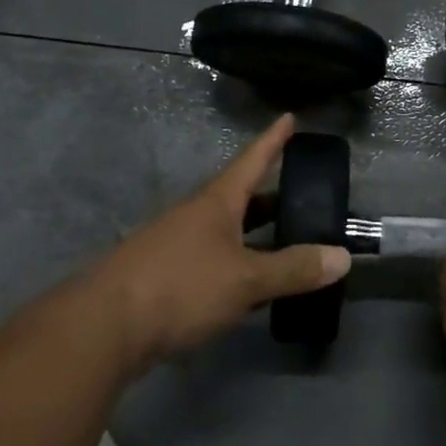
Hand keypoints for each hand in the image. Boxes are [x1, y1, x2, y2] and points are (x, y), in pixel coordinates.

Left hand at [27, 115, 350, 373]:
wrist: (103, 328)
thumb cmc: (180, 287)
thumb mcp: (246, 278)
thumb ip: (294, 268)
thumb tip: (343, 256)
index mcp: (216, 203)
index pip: (251, 161)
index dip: (273, 141)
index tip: (289, 117)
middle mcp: (194, 217)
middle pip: (239, 197)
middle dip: (270, 196)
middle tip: (301, 194)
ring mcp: (174, 246)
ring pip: (224, 230)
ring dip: (254, 233)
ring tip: (284, 240)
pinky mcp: (163, 276)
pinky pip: (211, 259)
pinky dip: (236, 263)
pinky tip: (247, 284)